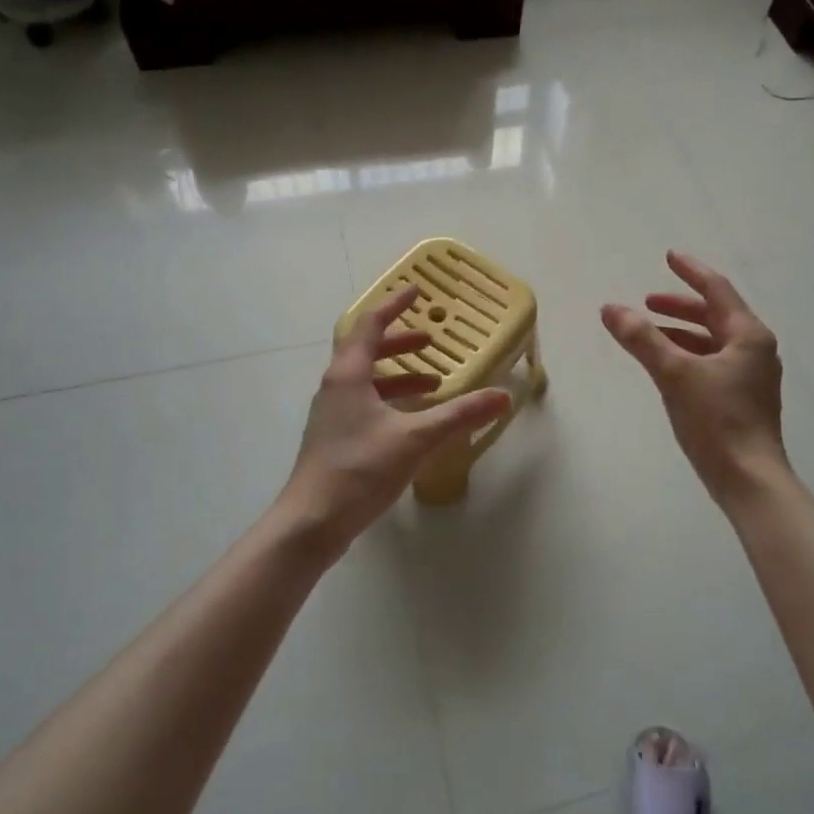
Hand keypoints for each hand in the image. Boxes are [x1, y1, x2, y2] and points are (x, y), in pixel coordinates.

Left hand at [282, 285, 510, 553]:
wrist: (311, 522)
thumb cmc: (359, 469)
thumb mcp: (415, 438)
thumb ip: (459, 415)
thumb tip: (502, 395)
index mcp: (349, 375)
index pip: (370, 325)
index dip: (394, 305)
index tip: (417, 290)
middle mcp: (336, 387)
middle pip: (367, 350)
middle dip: (400, 342)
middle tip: (431, 340)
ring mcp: (333, 414)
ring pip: (367, 380)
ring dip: (399, 375)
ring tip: (433, 382)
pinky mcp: (336, 439)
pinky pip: (366, 403)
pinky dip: (391, 400)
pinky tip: (414, 421)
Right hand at [602, 251, 788, 502]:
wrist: (749, 479)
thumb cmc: (716, 420)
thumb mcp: (674, 373)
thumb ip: (641, 338)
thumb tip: (610, 308)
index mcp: (748, 335)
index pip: (717, 289)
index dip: (690, 271)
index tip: (668, 256)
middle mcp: (754, 349)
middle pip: (715, 314)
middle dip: (680, 305)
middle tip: (648, 300)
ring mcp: (750, 376)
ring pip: (712, 340)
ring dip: (681, 331)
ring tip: (648, 331)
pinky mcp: (741, 398)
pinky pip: (711, 361)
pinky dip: (687, 354)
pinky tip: (665, 365)